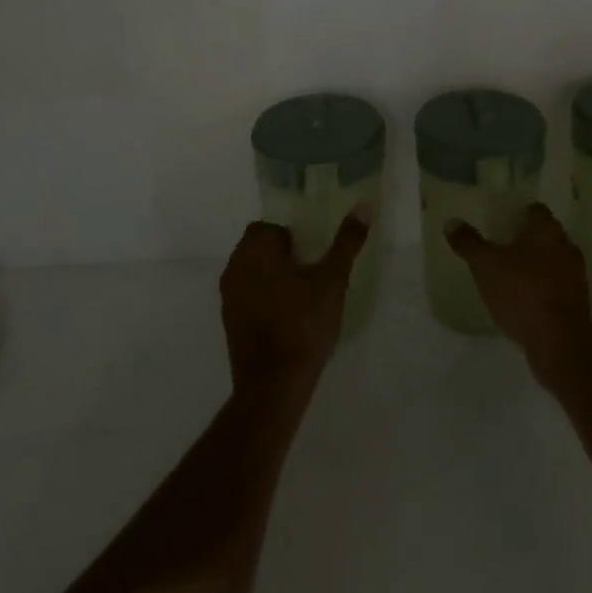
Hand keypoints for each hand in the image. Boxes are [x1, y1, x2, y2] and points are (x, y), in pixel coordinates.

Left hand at [219, 211, 369, 402]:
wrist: (273, 387)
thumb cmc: (303, 324)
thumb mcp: (333, 280)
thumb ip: (346, 241)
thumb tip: (363, 205)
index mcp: (255, 250)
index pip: (270, 225)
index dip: (293, 234)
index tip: (315, 250)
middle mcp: (235, 267)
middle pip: (260, 248)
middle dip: (285, 254)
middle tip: (315, 270)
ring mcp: (228, 298)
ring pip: (254, 273)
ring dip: (274, 277)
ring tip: (305, 294)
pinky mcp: (229, 323)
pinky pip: (249, 297)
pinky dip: (265, 299)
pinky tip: (289, 317)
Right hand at [447, 203, 591, 387]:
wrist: (561, 343)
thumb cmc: (523, 293)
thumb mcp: (486, 266)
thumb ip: (469, 243)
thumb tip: (452, 222)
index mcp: (547, 230)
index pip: (535, 210)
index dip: (518, 213)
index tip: (501, 221)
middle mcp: (566, 246)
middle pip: (545, 235)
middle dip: (525, 239)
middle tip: (500, 246)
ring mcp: (576, 275)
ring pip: (552, 261)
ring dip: (535, 265)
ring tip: (509, 275)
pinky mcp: (578, 302)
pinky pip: (556, 285)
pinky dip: (542, 287)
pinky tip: (523, 300)